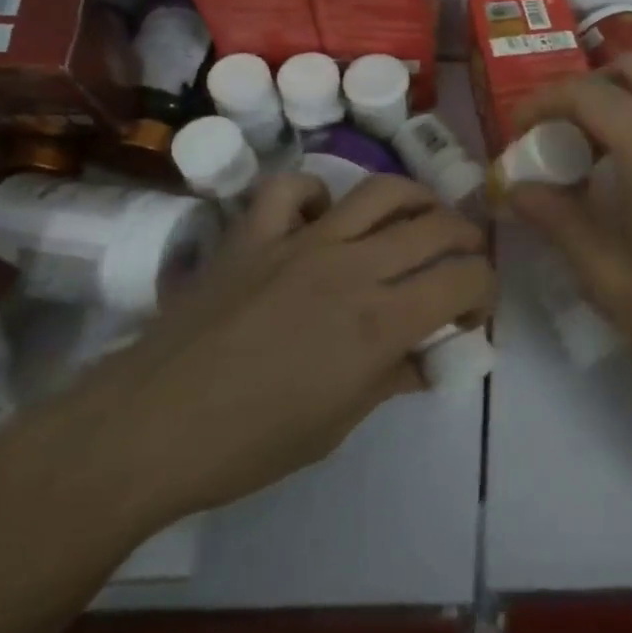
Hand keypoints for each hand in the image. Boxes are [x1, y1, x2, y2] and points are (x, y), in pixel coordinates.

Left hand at [43, 171, 493, 530]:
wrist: (146, 429)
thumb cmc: (251, 443)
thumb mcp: (340, 424)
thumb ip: (395, 377)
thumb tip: (430, 357)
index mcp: (380, 321)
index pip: (464, 279)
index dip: (485, 289)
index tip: (475, 311)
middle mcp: (352, 267)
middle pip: (437, 226)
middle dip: (467, 239)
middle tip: (464, 261)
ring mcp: (300, 242)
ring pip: (381, 191)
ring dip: (416, 199)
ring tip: (421, 217)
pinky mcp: (254, 234)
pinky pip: (293, 189)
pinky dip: (317, 194)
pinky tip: (323, 217)